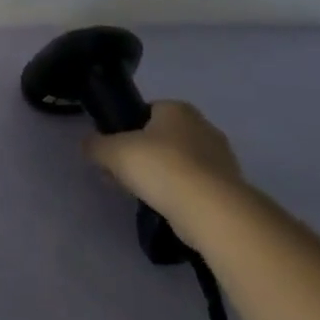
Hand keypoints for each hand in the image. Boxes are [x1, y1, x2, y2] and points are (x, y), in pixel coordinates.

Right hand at [84, 100, 244, 242]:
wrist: (211, 210)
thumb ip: (95, 145)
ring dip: (159, 175)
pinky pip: (193, 185)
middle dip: (142, 154)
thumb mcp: (111, 151)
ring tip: (138, 194)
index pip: (147, 110)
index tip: (114, 148)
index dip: (127, 127)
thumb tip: (89, 145)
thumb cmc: (159, 166)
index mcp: (178, 109)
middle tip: (122, 172)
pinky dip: (177, 193)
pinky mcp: (230, 188)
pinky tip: (162, 206)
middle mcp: (203, 127)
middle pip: (162, 137)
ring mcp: (222, 159)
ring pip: (178, 162)